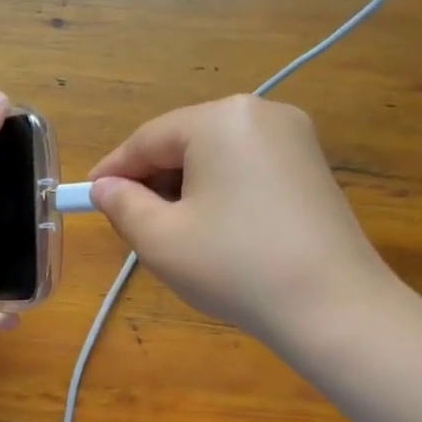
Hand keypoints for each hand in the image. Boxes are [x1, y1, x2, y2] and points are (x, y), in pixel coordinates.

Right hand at [88, 95, 397, 346]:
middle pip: (184, 142)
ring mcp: (294, 138)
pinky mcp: (312, 167)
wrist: (334, 307)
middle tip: (131, 223)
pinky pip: (246, 169)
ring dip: (184, 188)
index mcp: (220, 119)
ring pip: (215, 157)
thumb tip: (105, 188)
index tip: (87, 197)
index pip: (148, 139)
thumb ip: (122, 205)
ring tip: (172, 233)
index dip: (113, 170)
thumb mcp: (161, 239)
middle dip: (152, 180)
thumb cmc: (235, 267)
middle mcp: (260, 113)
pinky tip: (215, 231)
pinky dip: (220, 192)